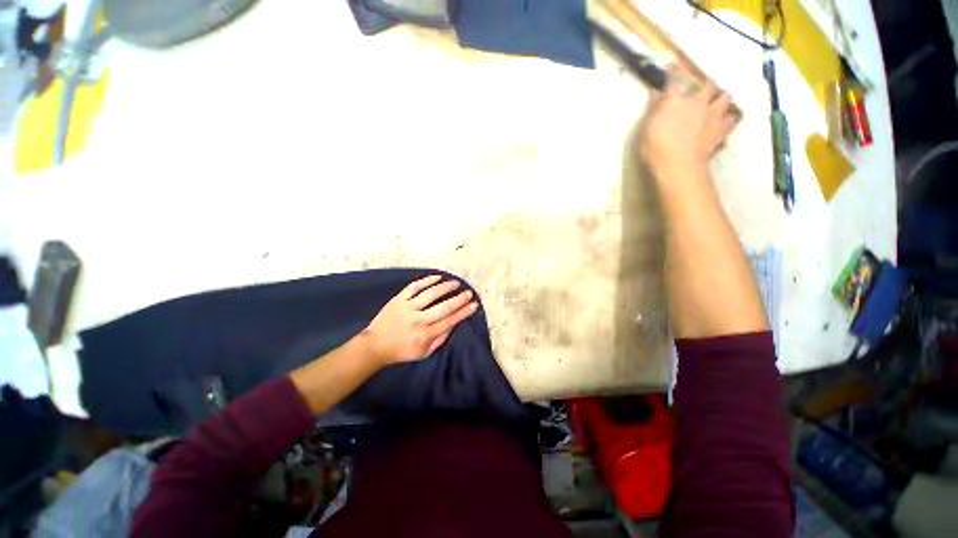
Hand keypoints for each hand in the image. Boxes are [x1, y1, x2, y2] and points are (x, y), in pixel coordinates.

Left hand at [363, 275, 478, 365]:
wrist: (375, 345)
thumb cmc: (402, 351)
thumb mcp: (424, 352)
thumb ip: (440, 339)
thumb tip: (454, 324)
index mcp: (426, 335)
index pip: (450, 321)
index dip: (464, 312)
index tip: (474, 304)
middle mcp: (419, 320)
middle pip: (444, 307)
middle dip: (459, 299)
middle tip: (469, 293)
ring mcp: (408, 308)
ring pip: (431, 294)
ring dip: (446, 287)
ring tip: (456, 283)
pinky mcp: (399, 299)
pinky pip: (414, 287)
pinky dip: (427, 280)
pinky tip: (437, 277)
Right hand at [638, 67, 739, 177]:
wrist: (678, 165)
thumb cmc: (655, 147)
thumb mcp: (645, 128)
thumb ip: (653, 108)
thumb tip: (655, 91)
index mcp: (676, 98)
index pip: (674, 79)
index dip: (672, 72)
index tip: (671, 67)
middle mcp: (697, 100)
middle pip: (707, 84)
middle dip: (704, 84)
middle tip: (701, 88)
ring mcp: (713, 113)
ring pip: (725, 97)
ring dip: (721, 98)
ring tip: (717, 103)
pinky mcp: (722, 129)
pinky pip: (732, 119)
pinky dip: (729, 118)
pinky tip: (725, 121)